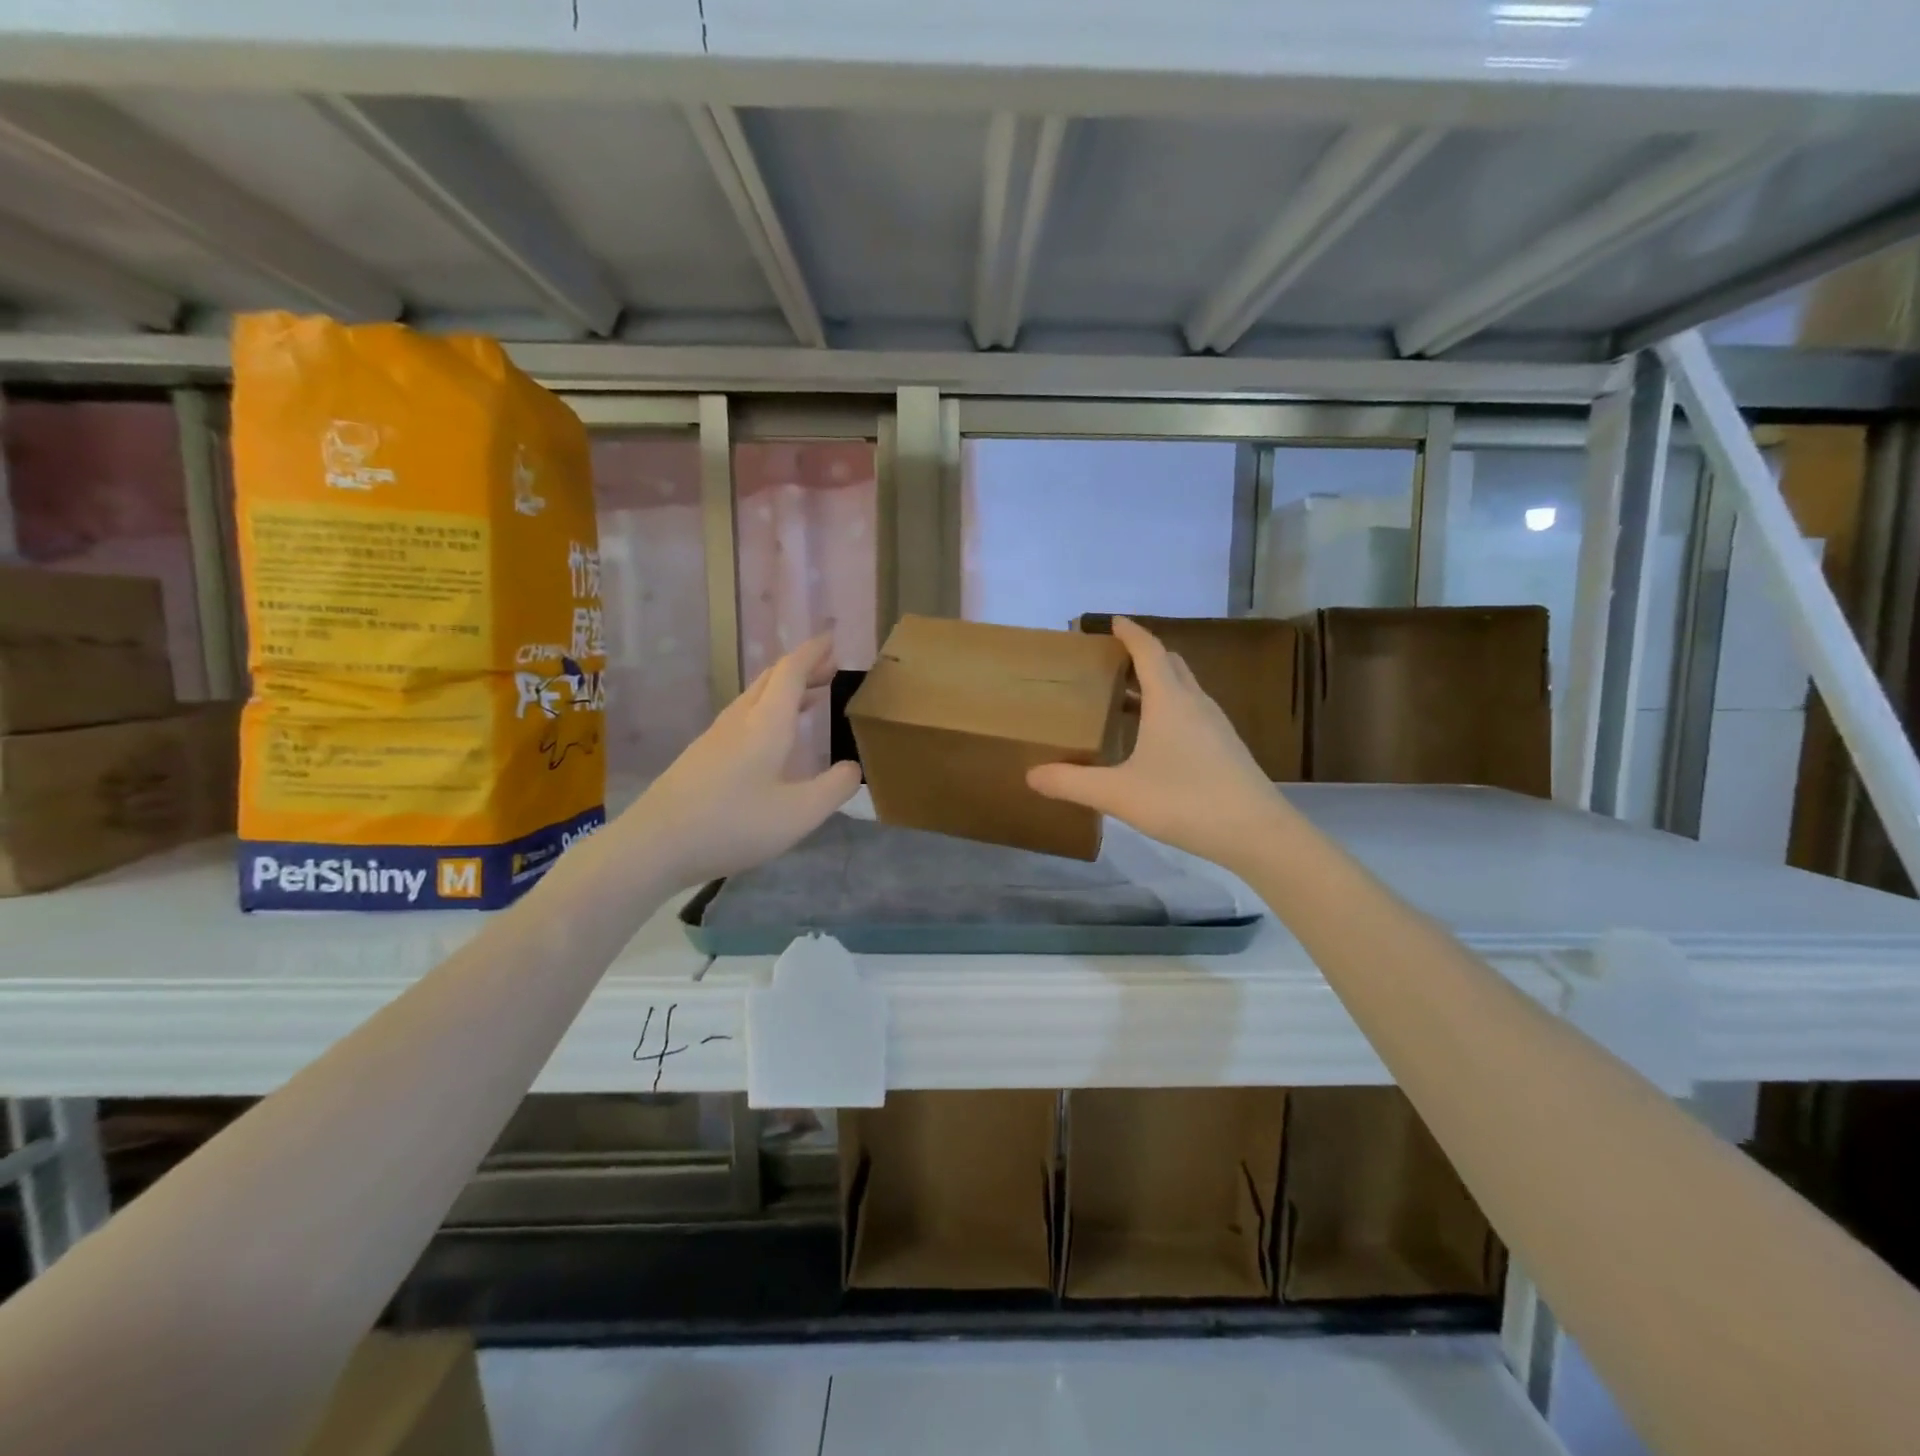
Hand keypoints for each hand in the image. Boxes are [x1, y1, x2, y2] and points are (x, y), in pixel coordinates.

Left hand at [622, 634, 860, 887]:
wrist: (654, 844)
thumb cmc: (733, 824)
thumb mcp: (799, 814)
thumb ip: (834, 788)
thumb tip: (853, 767)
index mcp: (766, 723)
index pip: (791, 671)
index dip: (813, 653)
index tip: (832, 639)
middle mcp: (740, 720)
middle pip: (771, 679)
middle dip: (802, 668)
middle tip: (830, 669)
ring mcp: (716, 736)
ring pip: (755, 698)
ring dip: (784, 691)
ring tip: (810, 700)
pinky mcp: (702, 756)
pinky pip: (743, 717)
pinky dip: (768, 712)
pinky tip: (772, 740)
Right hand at [1027, 617, 1288, 872]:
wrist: (1257, 832)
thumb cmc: (1185, 801)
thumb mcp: (1118, 794)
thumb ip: (1072, 783)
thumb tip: (1031, 775)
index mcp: (1169, 701)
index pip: (1149, 651)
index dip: (1130, 633)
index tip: (1112, 621)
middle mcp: (1195, 703)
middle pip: (1171, 663)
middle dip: (1143, 654)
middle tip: (1113, 660)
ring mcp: (1216, 725)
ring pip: (1185, 688)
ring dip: (1159, 682)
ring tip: (1128, 697)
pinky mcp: (1226, 747)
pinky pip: (1193, 711)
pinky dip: (1171, 708)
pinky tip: (1156, 738)